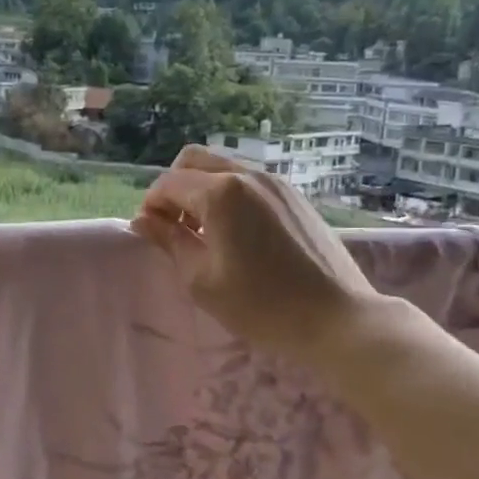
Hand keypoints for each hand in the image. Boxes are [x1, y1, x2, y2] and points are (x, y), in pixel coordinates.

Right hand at [130, 145, 386, 369]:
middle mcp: (248, 175)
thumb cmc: (261, 305)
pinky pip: (249, 182)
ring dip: (202, 191)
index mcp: (221, 193)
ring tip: (206, 234)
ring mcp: (276, 182)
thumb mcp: (202, 280)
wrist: (336, 318)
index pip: (168, 183)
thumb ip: (170, 242)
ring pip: (223, 167)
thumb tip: (143, 220)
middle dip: (175, 189)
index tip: (152, 235)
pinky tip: (237, 234)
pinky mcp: (294, 196)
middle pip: (194, 161)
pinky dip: (230, 195)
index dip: (151, 206)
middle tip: (175, 228)